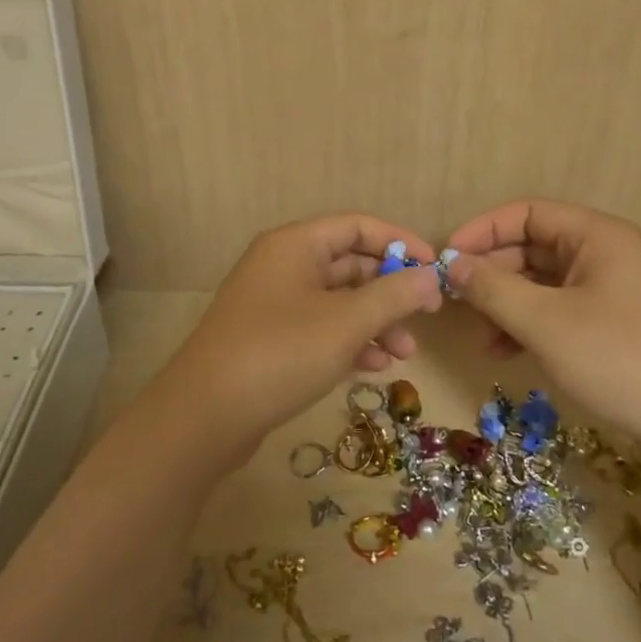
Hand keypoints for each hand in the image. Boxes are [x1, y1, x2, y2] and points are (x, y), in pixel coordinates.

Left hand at [150, 214, 445, 464]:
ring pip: (337, 301)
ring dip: (374, 322)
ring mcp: (273, 304)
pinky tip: (373, 367)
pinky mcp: (270, 339)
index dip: (400, 242)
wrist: (205, 415)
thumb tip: (432, 276)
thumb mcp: (346, 322)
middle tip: (426, 317)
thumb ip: (394, 295)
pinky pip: (320, 329)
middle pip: (349, 264)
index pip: (357, 226)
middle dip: (390, 291)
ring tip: (404, 354)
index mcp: (295, 245)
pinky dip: (349, 342)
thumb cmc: (281, 353)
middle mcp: (282, 265)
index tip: (435, 268)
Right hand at [445, 199, 640, 463]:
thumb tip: (452, 265)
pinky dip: (526, 325)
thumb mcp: (545, 322)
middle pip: (531, 247)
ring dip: (504, 304)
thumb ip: (492, 289)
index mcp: (596, 236)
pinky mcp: (609, 325)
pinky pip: (555, 311)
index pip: (527, 213)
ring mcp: (608, 291)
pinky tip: (502, 353)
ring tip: (478, 335)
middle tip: (454, 300)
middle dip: (491, 273)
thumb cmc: (618, 359)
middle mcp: (603, 254)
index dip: (483, 230)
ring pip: (540, 283)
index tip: (447, 257)